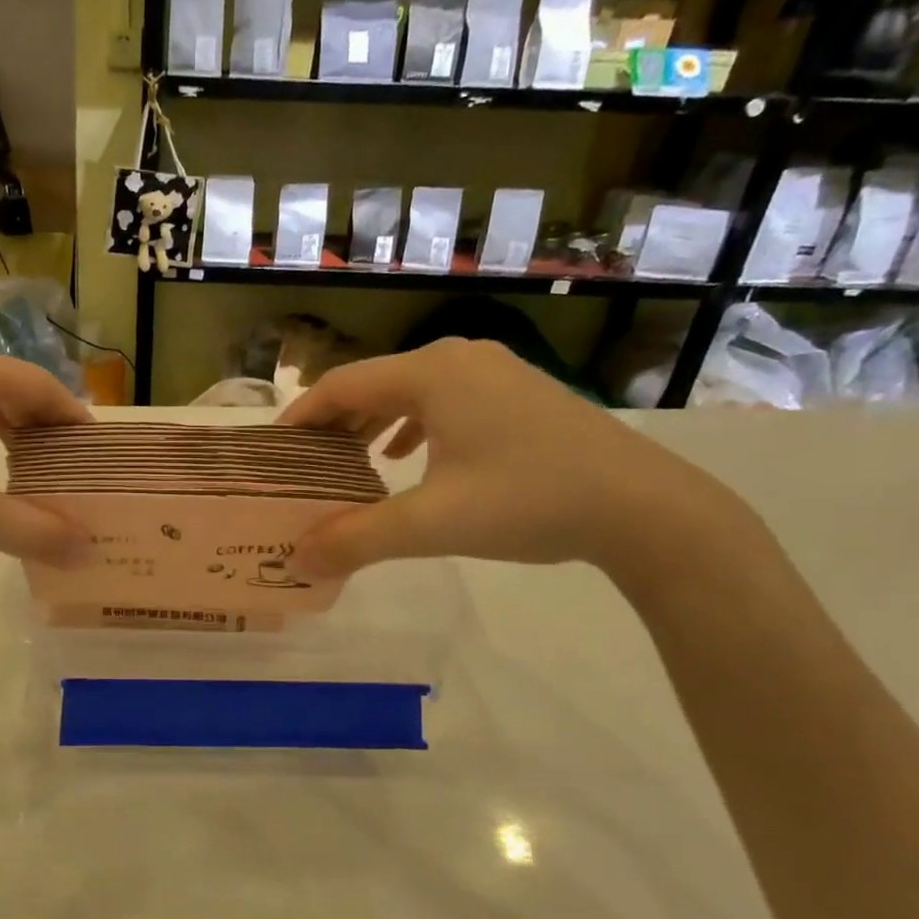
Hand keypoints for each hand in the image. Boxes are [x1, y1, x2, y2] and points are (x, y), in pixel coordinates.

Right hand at [278, 339, 743, 576]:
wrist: (644, 507)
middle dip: (335, 422)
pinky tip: (407, 458)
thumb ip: (358, 539)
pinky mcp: (519, 393)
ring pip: (411, 392)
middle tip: (306, 462)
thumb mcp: (432, 524)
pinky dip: (413, 426)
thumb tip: (298, 559)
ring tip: (348, 460)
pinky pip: (445, 401)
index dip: (301, 416)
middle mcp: (459, 359)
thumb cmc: (528, 501)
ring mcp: (495, 372)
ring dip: (373, 424)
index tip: (274, 450)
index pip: (342, 385)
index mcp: (431, 374)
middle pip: (374, 383)